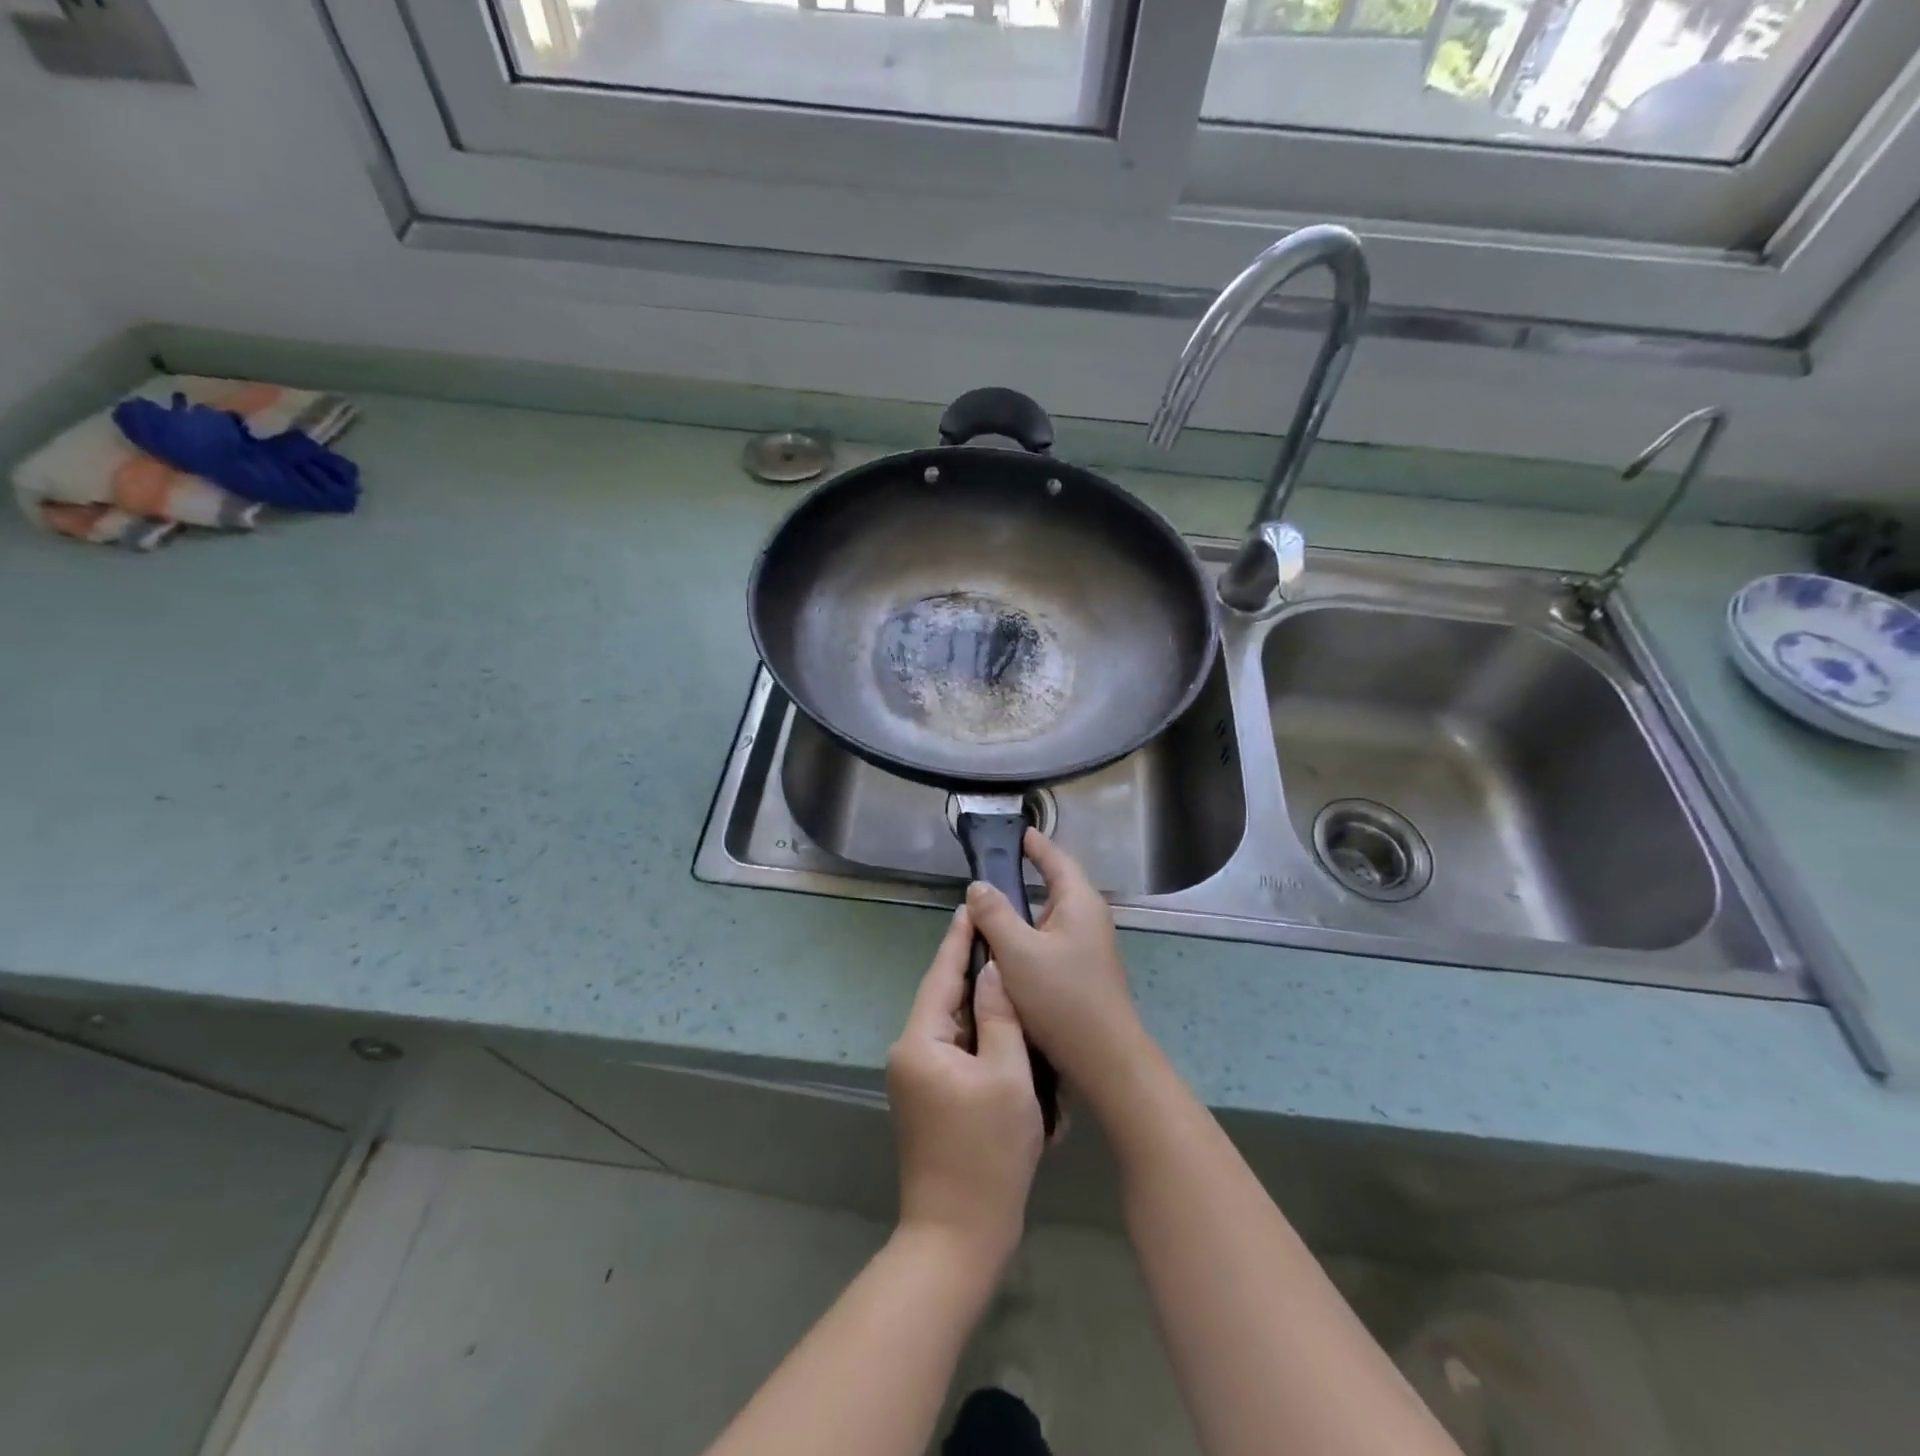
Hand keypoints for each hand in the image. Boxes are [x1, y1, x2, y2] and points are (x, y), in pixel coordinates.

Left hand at [886, 903, 1044, 1274]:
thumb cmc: (987, 1153)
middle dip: (972, 970)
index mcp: (920, 1042)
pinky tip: (1004, 1022)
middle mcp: (909, 1053)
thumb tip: (993, 969)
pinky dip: (978, 1036)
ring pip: (951, 1025)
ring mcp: (916, 1078)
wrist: (958, 1237)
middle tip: (1003, 935)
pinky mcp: (928, 1098)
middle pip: (944, 999)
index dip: (958, 941)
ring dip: (979, 1005)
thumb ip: (999, 1016)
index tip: (971, 907)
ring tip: (1009, 971)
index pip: (941, 976)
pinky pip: (954, 1051)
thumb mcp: (1006, 1076)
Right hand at [965, 830, 1149, 1111]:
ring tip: (995, 904)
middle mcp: (1089, 917)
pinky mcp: (1085, 969)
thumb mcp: (1017, 952)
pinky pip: (1054, 937)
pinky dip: (1032, 931)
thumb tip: (977, 886)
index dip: (1036, 845)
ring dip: (1028, 907)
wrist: (1105, 1058)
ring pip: (1053, 914)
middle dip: (1030, 873)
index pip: (1056, 859)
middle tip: (995, 867)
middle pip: (1057, 884)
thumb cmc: (1061, 998)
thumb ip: (994, 915)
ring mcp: (1091, 945)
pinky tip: (1011, 945)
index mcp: (1079, 902)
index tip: (1016, 832)